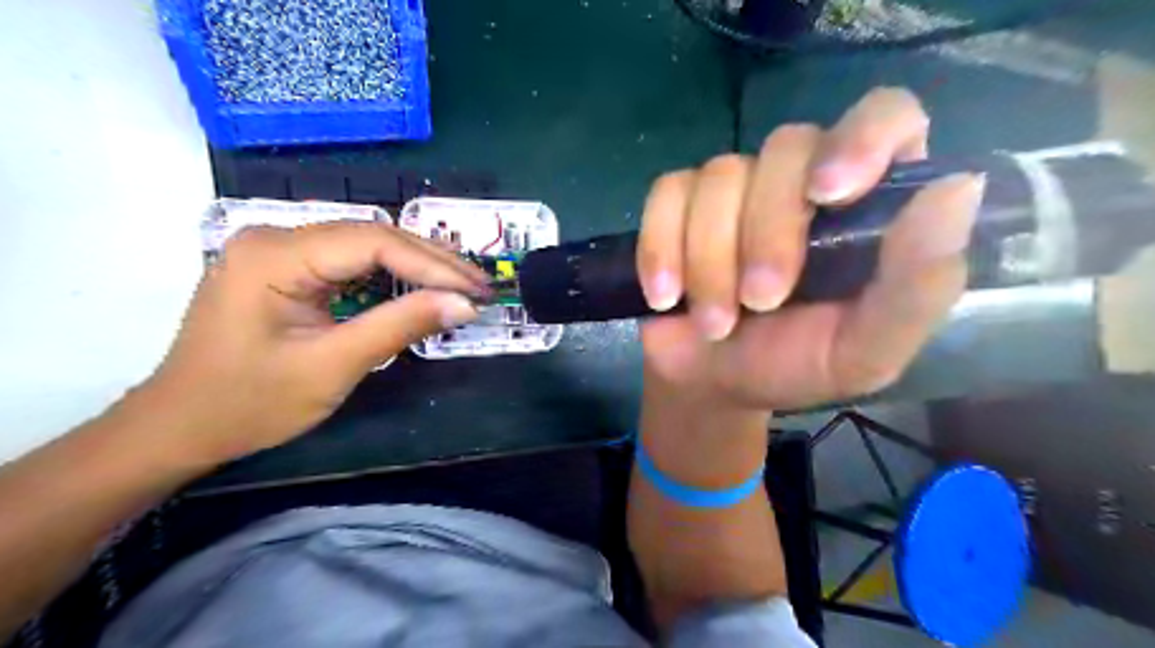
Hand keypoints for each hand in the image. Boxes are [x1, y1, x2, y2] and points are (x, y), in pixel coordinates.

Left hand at [139, 222, 490, 466]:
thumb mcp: (333, 366)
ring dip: (417, 266)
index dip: (434, 265)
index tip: (477, 291)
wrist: (181, 426)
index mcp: (275, 254)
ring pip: (366, 245)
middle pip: (372, 236)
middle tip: (480, 287)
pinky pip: (350, 261)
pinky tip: (421, 287)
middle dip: (432, 262)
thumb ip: (400, 326)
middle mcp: (275, 236)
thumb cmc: (249, 402)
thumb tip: (464, 305)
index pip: (374, 242)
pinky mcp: (285, 266)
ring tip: (462, 287)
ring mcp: (278, 249)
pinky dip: (391, 275)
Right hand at [640, 87, 982, 409]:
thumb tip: (959, 188)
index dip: (861, 138)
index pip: (885, 118)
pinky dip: (661, 248)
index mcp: (867, 205)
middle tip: (759, 304)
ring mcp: (735, 189)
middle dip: (767, 234)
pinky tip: (666, 294)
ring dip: (710, 261)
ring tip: (714, 323)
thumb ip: (917, 286)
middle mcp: (802, 180)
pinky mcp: (678, 205)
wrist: (713, 384)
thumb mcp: (866, 349)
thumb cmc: (795, 366)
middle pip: (786, 148)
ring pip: (719, 177)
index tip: (829, 191)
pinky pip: (666, 196)